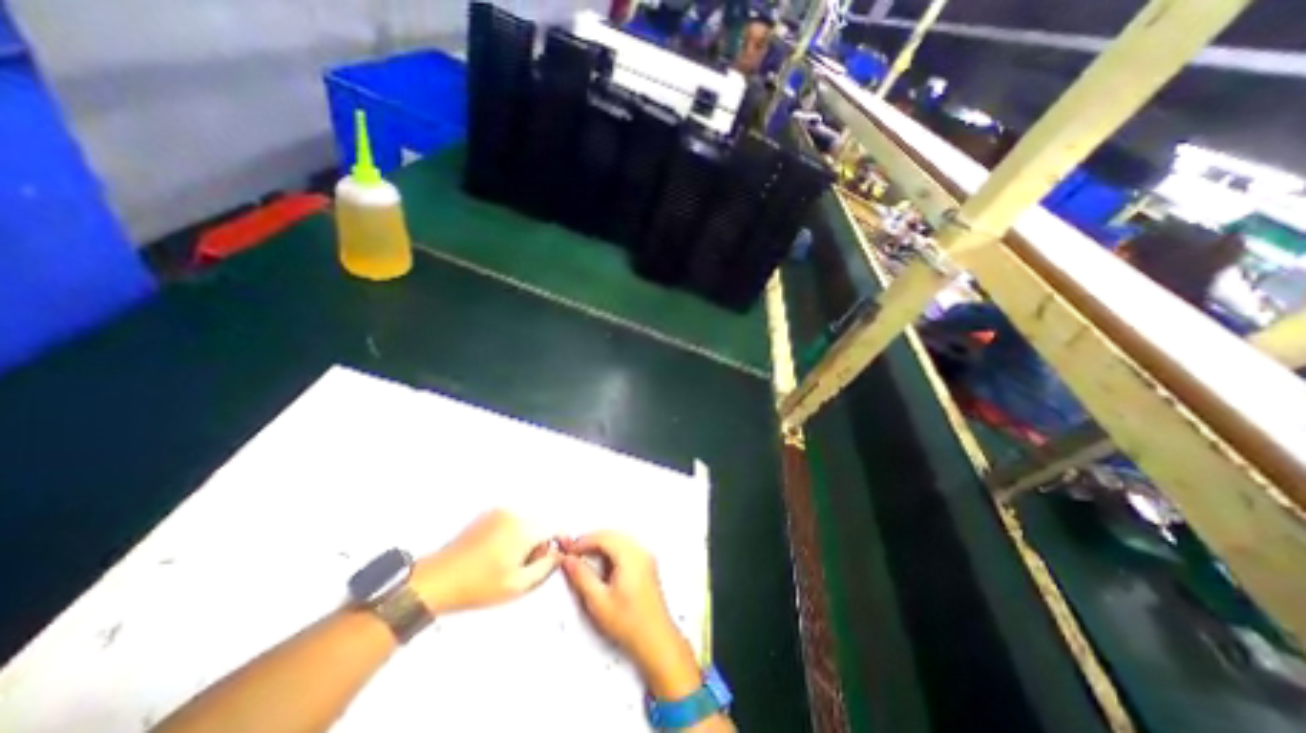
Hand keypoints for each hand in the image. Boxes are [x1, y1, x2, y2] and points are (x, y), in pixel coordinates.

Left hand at [408, 510, 557, 610]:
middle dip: (539, 542)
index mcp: (524, 529)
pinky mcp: (488, 514)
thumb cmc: (476, 586)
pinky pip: (512, 520)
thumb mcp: (517, 585)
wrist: (436, 580)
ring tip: (507, 560)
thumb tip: (559, 555)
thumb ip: (545, 567)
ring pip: (527, 522)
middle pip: (541, 524)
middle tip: (525, 566)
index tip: (556, 555)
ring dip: (526, 538)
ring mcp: (500, 512)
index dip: (559, 542)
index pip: (555, 528)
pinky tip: (496, 552)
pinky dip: (512, 533)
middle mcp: (514, 514)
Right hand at [562, 531, 704, 698]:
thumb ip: (582, 577)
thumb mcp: (599, 602)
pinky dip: (611, 550)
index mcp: (630, 557)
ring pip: (619, 539)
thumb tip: (569, 560)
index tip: (569, 549)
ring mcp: (645, 556)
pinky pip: (626, 546)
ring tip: (584, 559)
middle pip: (612, 535)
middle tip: (574, 553)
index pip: (603, 538)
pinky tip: (602, 565)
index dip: (583, 541)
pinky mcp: (647, 563)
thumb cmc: (630, 624)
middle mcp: (640, 551)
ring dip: (601, 545)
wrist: (656, 640)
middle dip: (591, 541)